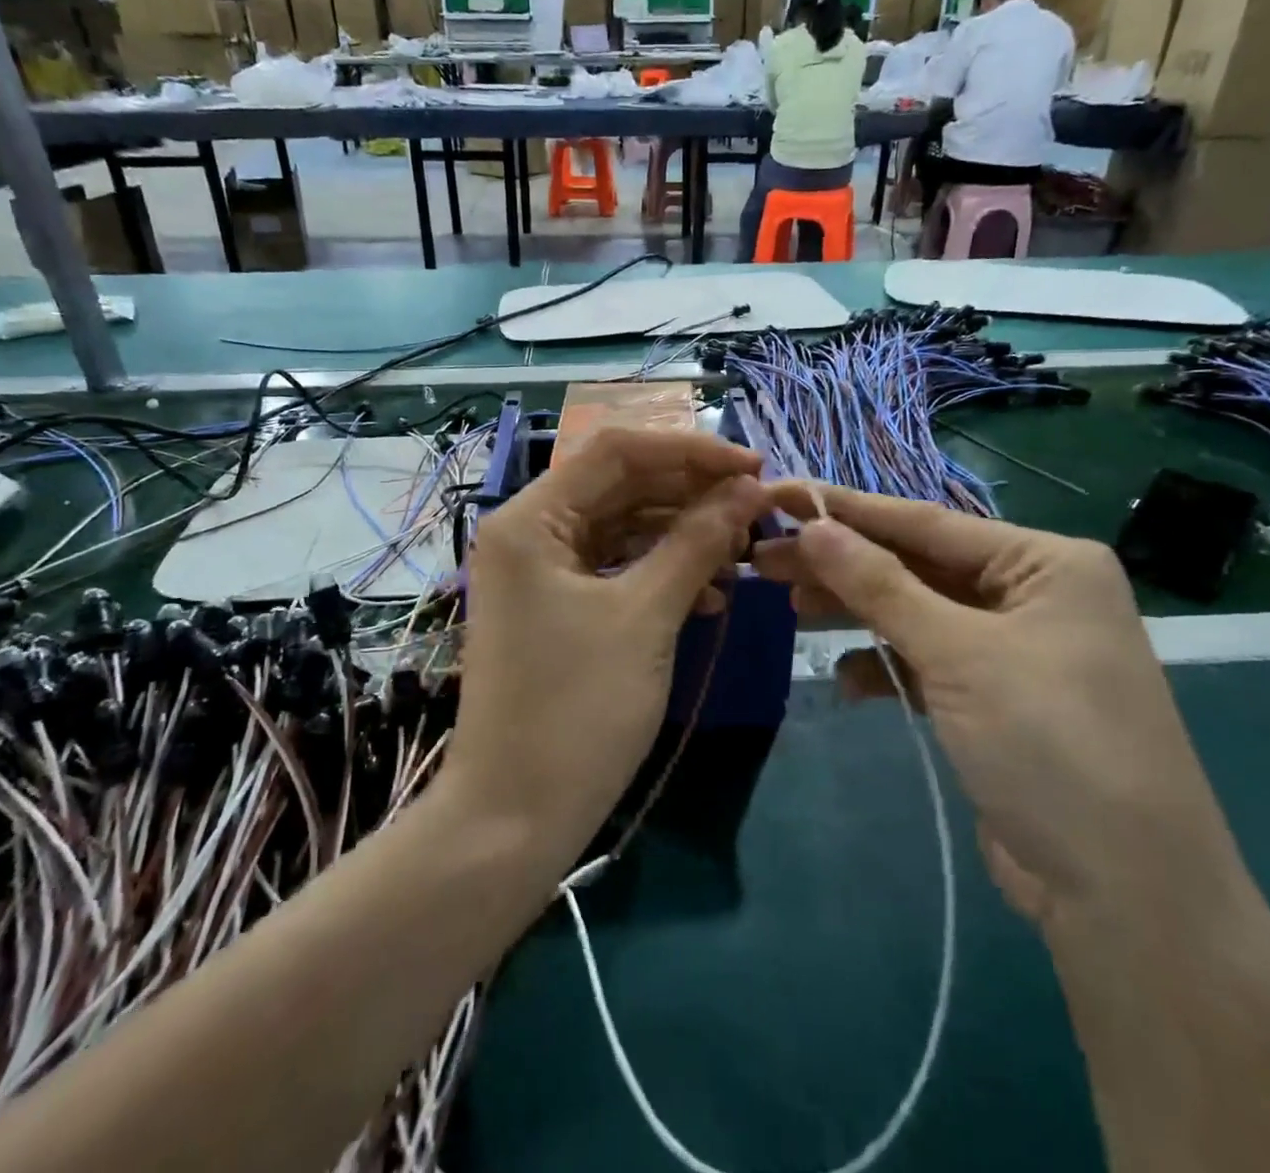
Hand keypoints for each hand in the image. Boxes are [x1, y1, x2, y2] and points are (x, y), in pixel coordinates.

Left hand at [449, 429, 767, 868]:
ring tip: (741, 554)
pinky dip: (661, 571)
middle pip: (621, 485)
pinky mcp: (557, 605)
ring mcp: (541, 570)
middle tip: (756, 510)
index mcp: (530, 517)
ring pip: (623, 526)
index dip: (690, 451)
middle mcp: (528, 530)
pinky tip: (710, 592)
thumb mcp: (646, 616)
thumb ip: (697, 541)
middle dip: (691, 493)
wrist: (514, 818)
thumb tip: (750, 488)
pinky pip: (616, 567)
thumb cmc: (576, 709)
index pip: (618, 451)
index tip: (754, 466)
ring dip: (682, 534)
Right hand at [755, 484, 1249, 936]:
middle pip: (915, 566)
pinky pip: (927, 660)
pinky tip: (848, 681)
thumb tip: (813, 526)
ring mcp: (1013, 649)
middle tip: (764, 557)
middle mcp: (1031, 594)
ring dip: (856, 612)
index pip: (924, 522)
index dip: (845, 509)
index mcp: (1044, 562)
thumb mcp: (958, 654)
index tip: (780, 494)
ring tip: (790, 607)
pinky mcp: (994, 699)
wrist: (1126, 898)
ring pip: (915, 612)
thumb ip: (880, 585)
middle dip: (841, 564)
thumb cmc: (1050, 744)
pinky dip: (886, 665)